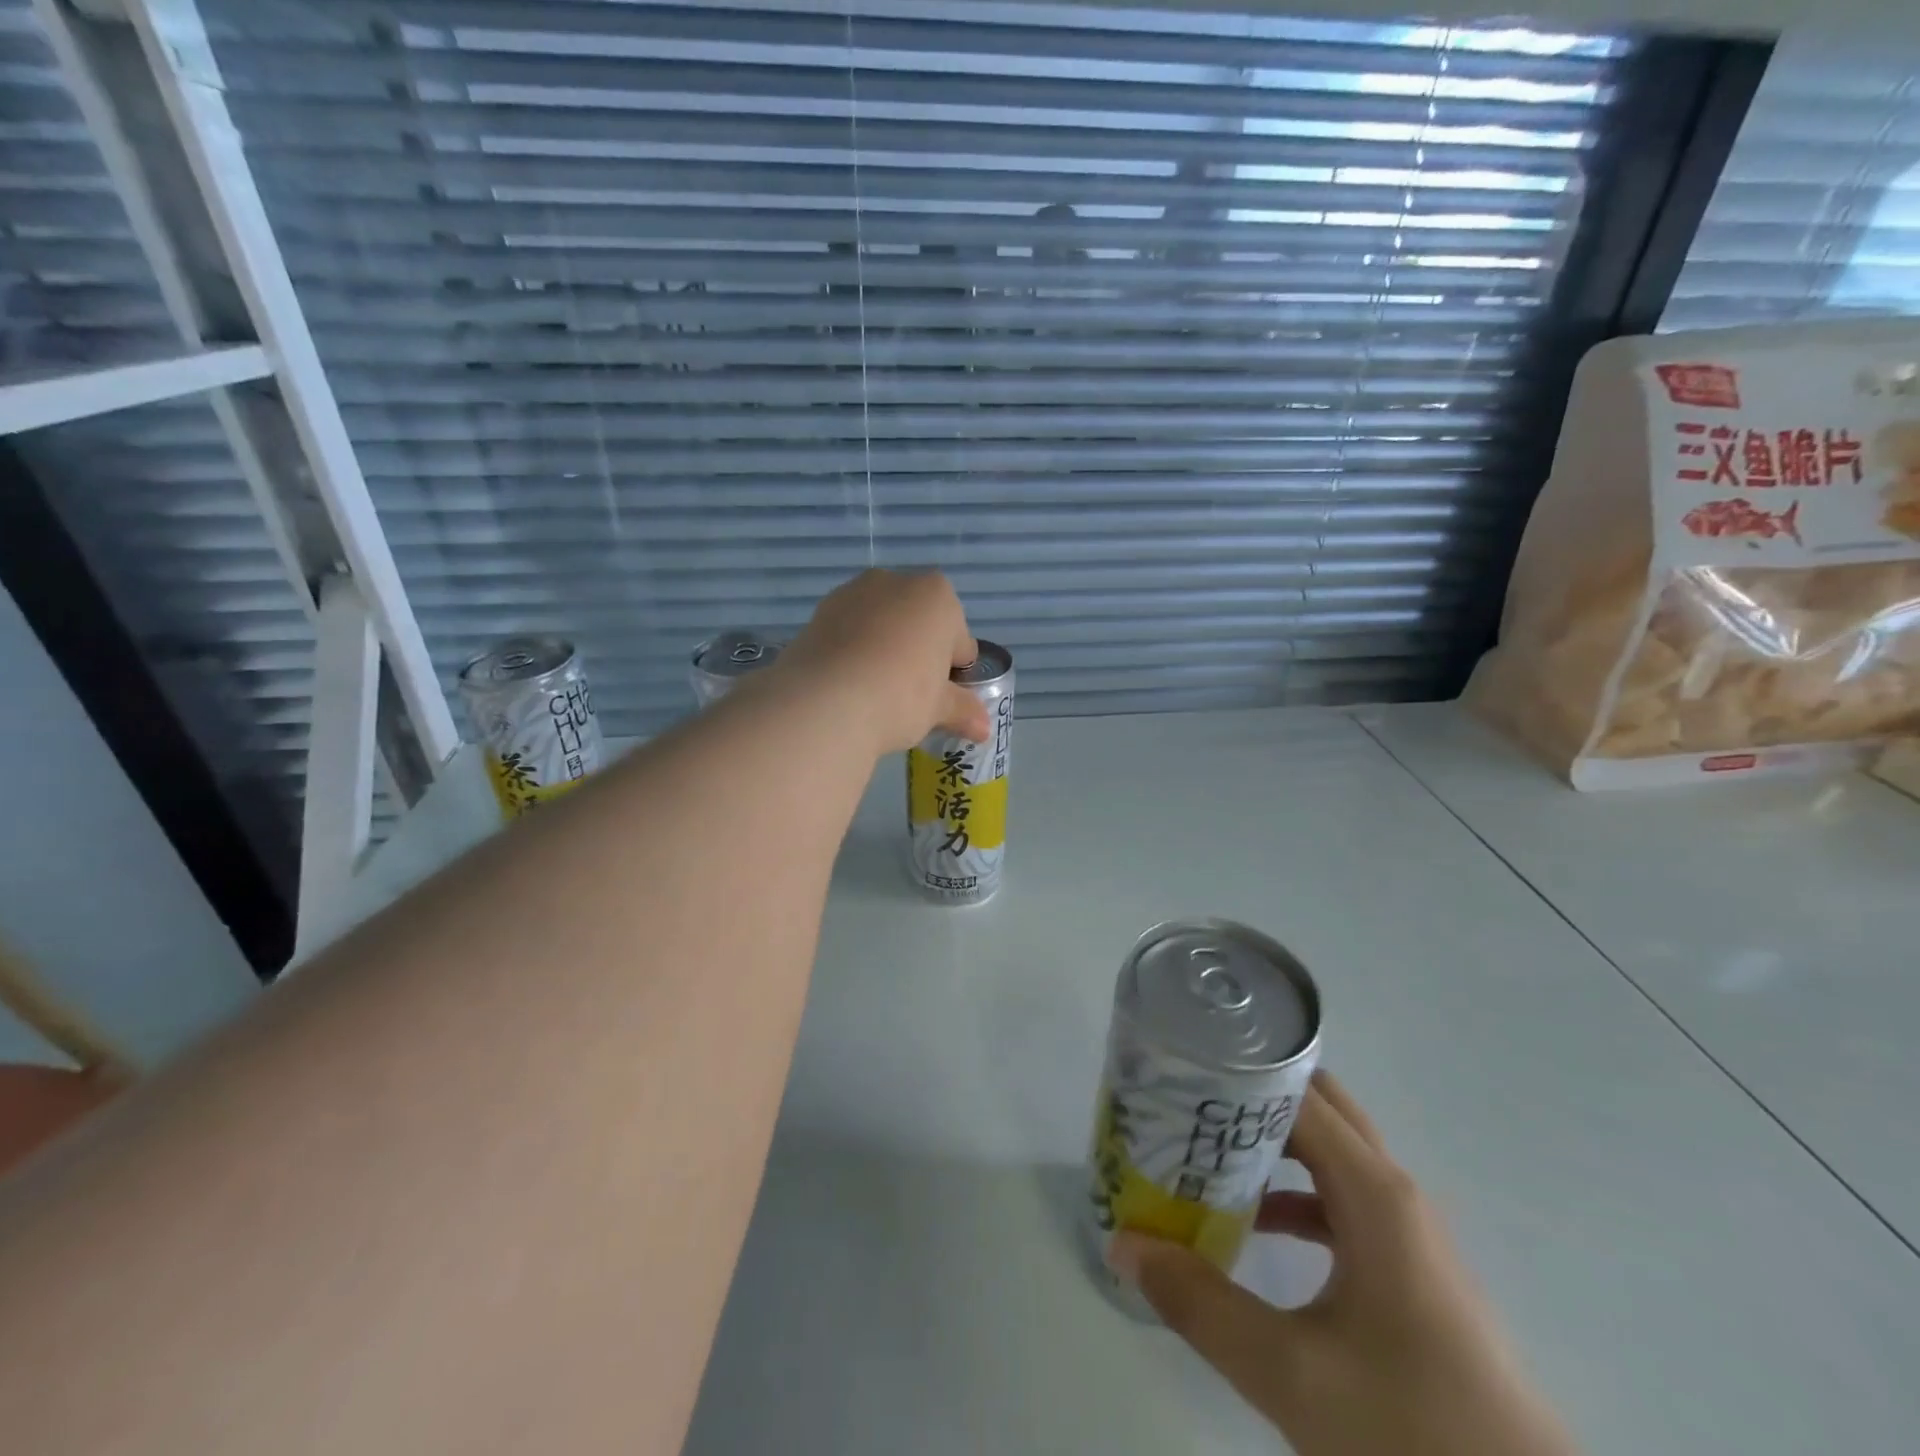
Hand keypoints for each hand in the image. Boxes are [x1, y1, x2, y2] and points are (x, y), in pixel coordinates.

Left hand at [774, 569, 989, 755]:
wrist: (825, 701)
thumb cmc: (901, 696)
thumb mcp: (939, 708)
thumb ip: (963, 710)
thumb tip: (985, 729)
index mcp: (937, 595)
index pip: (960, 640)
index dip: (954, 673)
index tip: (942, 698)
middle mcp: (895, 582)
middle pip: (919, 624)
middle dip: (918, 653)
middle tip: (910, 696)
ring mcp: (852, 593)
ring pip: (881, 624)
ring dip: (884, 649)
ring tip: (875, 691)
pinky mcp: (819, 612)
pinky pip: (849, 632)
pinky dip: (853, 651)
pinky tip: (849, 684)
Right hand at [1109, 1073, 1576, 1455]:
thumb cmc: (1413, 1433)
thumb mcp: (1290, 1374)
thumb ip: (1199, 1304)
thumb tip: (1124, 1243)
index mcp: (1373, 1192)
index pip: (1295, 1095)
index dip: (1237, 1078)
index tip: (1179, 1078)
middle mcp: (1392, 1192)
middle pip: (1316, 1108)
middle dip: (1252, 1098)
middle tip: (1187, 1103)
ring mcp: (1406, 1230)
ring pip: (1330, 1154)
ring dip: (1272, 1144)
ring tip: (1204, 1152)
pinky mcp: (1410, 1268)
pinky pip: (1342, 1200)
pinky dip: (1296, 1193)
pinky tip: (1255, 1223)